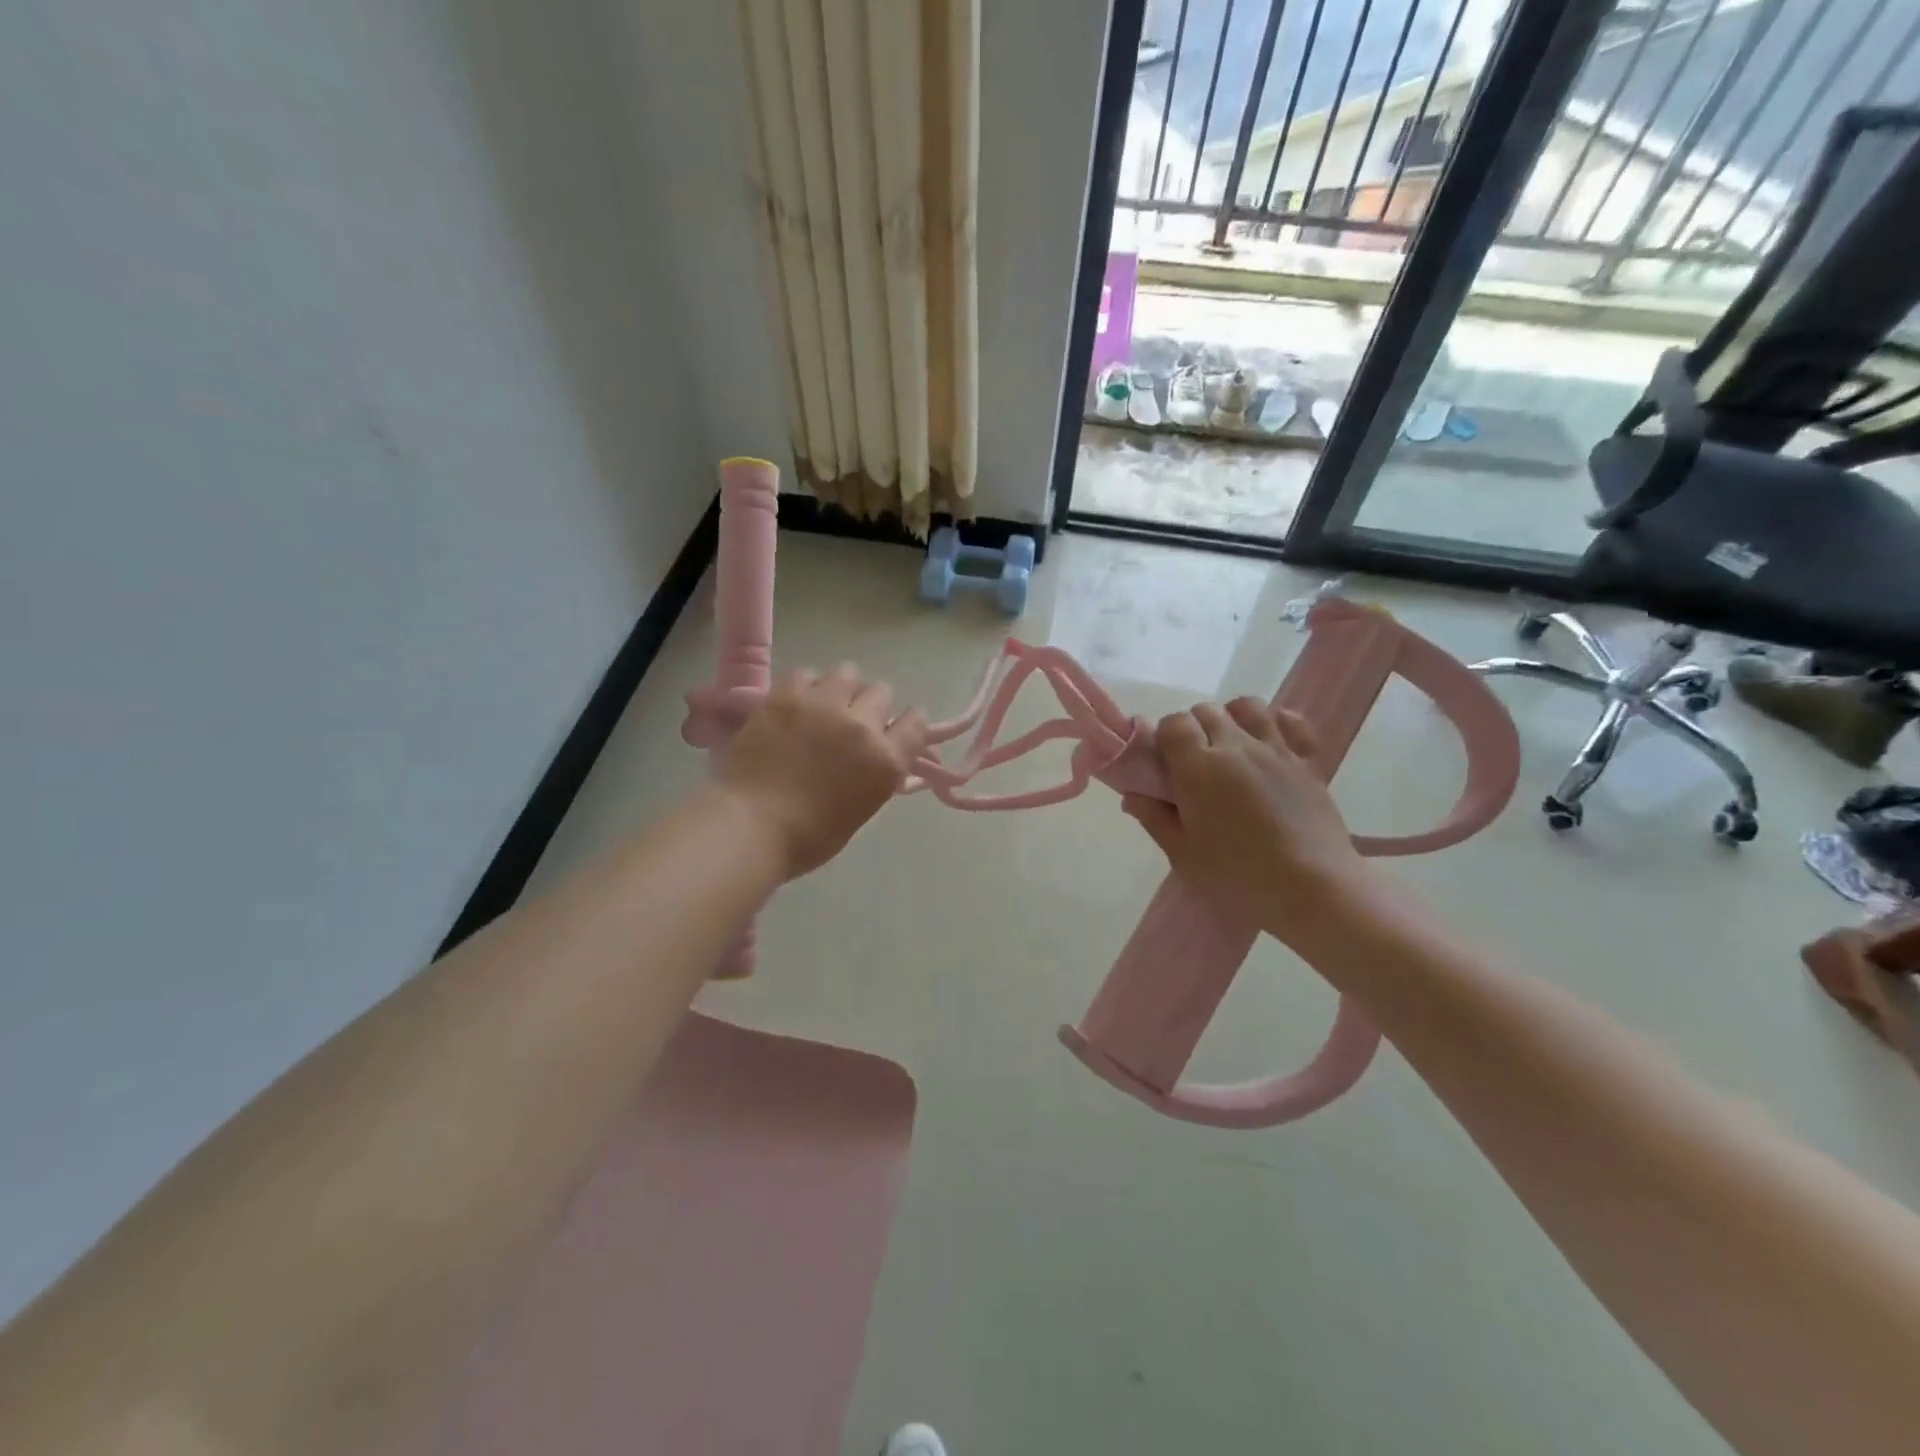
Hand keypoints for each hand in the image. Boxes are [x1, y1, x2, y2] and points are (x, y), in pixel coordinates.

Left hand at [713, 664, 928, 879]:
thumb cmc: (808, 836)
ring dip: (841, 688)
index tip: (897, 727)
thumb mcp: (861, 808)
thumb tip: (875, 753)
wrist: (751, 826)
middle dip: (871, 704)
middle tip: (853, 719)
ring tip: (825, 705)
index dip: (908, 722)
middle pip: (881, 691)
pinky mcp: (785, 697)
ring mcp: (822, 705)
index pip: (915, 723)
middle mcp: (861, 725)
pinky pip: (806, 674)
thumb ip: (875, 773)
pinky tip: (797, 703)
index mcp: (885, 760)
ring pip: (846, 673)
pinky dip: (807, 686)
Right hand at [1122, 699, 1372, 949]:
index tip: (1163, 765)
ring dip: (1231, 718)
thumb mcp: (1183, 855)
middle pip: (1206, 711)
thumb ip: (1154, 818)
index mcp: (1198, 767)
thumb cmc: (1238, 877)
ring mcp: (1276, 750)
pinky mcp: (1307, 762)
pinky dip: (1277, 722)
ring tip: (1229, 748)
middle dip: (1193, 729)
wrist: (1314, 892)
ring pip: (1247, 707)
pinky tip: (1269, 742)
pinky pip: (1291, 722)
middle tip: (1193, 767)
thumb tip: (1133, 795)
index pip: (1174, 723)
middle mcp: (1236, 746)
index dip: (1164, 738)